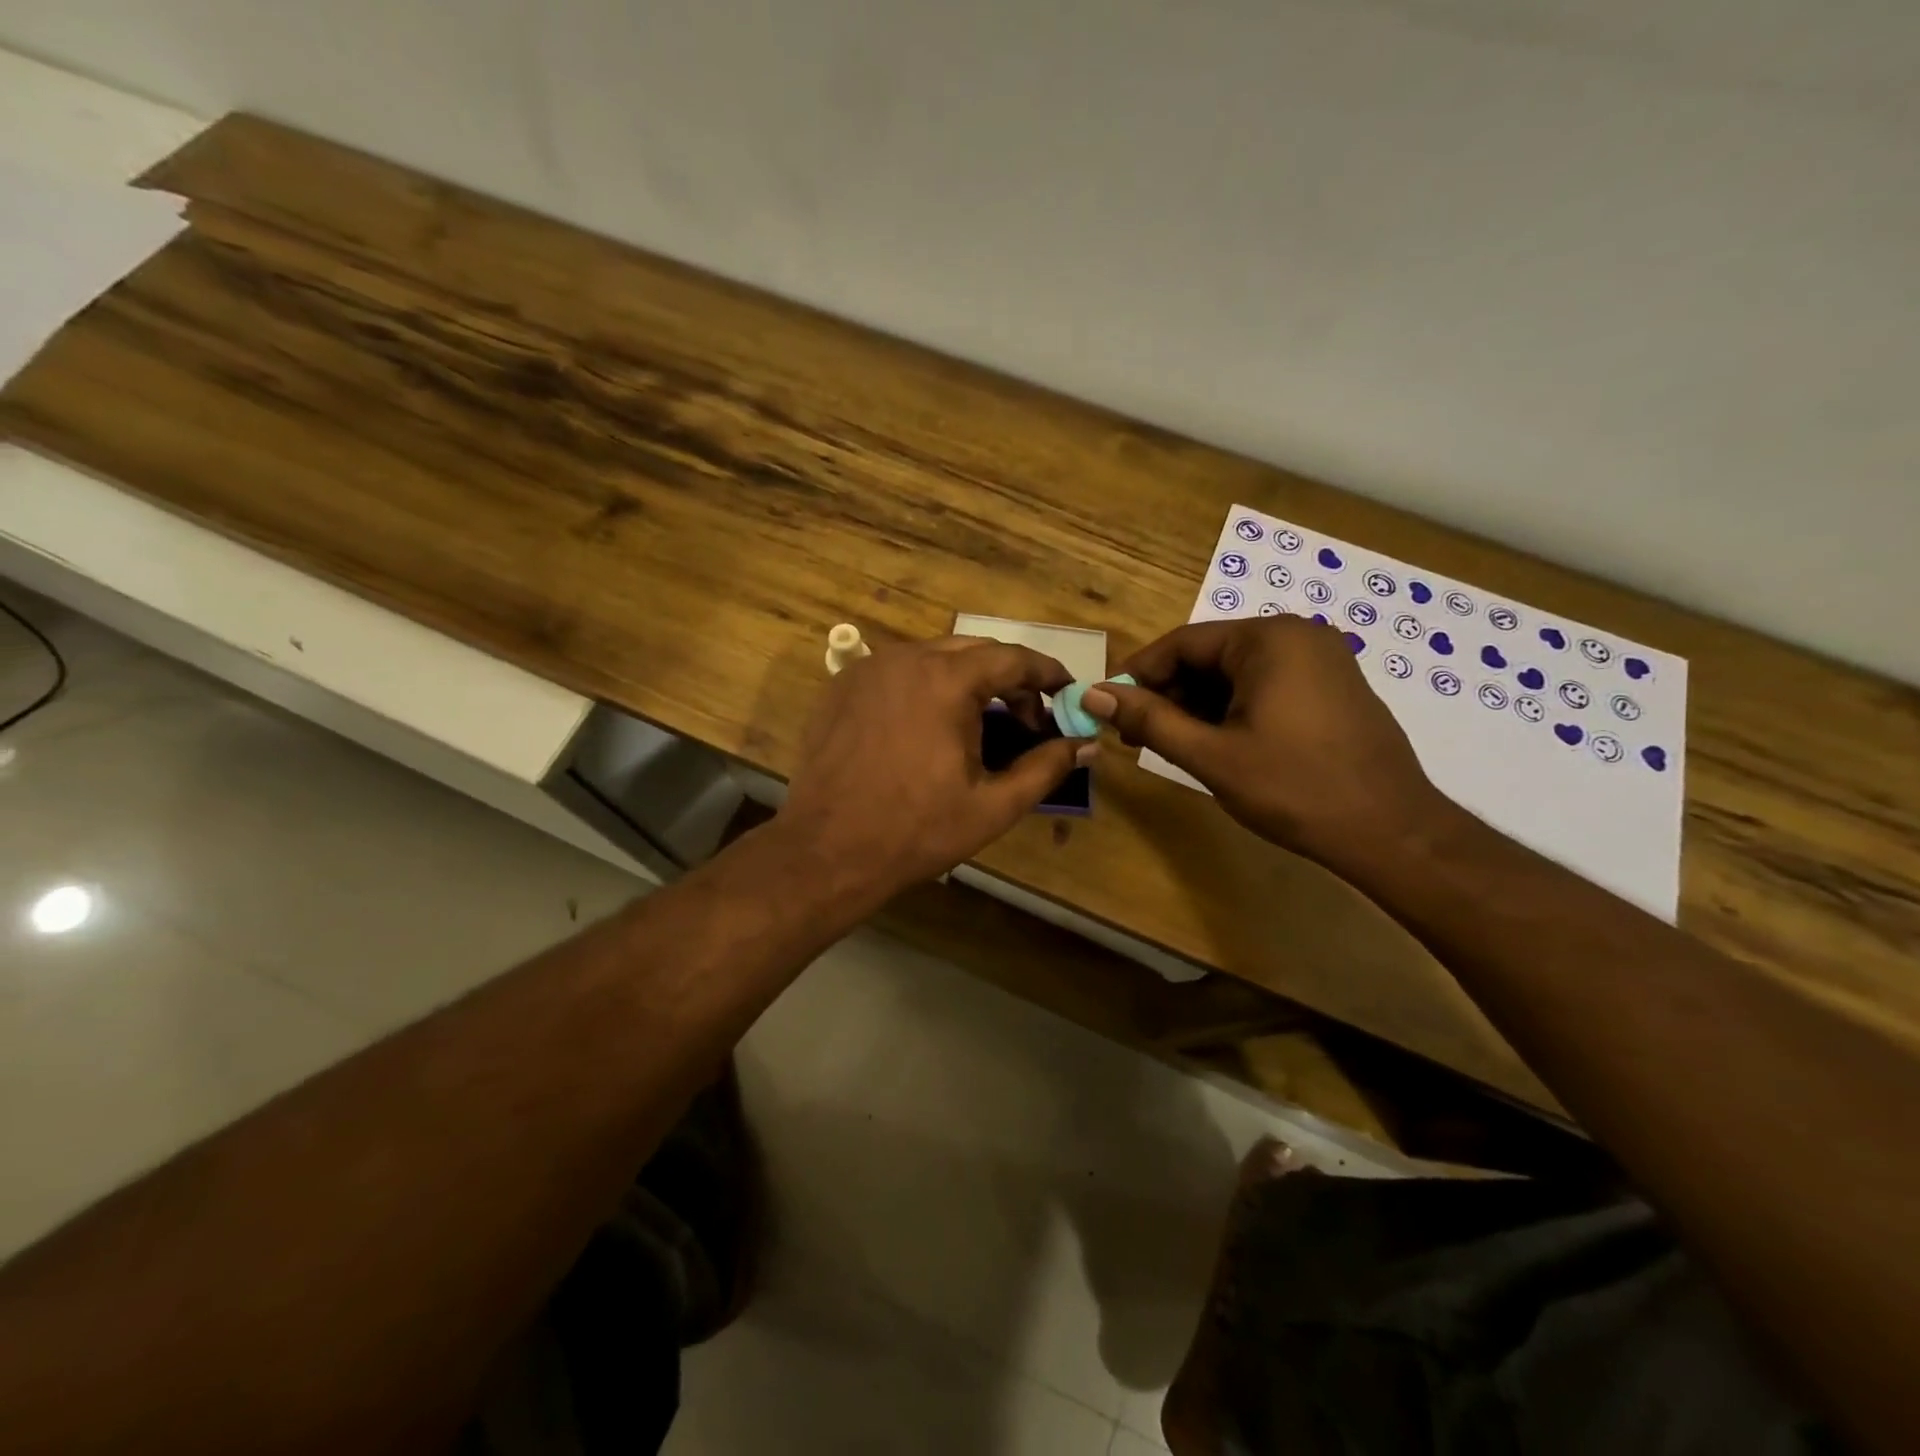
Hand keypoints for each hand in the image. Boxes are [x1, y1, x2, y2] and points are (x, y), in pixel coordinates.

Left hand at [777, 636, 1092, 902]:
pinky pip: (898, 672)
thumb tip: (1085, 745)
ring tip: (982, 724)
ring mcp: (868, 669)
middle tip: (1029, 719)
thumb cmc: (916, 830)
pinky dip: (927, 687)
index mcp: (946, 680)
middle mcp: (906, 658)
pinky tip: (932, 727)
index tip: (1067, 692)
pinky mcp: (842, 687)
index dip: (1047, 673)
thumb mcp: (993, 805)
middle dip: (1009, 679)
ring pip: (934, 658)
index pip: (1012, 658)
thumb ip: (1046, 767)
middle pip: (974, 651)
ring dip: (968, 682)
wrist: (827, 850)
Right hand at [1083, 616, 1453, 871]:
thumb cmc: (1294, 788)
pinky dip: (1233, 710)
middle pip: (1209, 656)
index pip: (1181, 643)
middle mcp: (1296, 636)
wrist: (1391, 832)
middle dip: (1169, 694)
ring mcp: (1321, 660)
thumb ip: (1148, 720)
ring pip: (1236, 674)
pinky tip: (1218, 745)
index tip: (1110, 709)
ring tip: (1174, 746)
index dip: (1138, 676)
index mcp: (1267, 639)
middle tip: (1137, 737)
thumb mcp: (1210, 754)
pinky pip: (1265, 686)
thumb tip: (1093, 694)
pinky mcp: (1333, 687)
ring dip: (1198, 706)